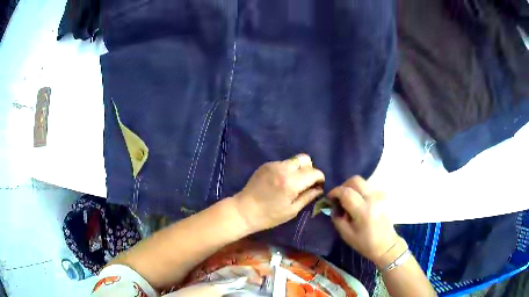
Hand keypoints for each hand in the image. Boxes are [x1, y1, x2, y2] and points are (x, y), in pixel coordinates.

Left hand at [233, 154, 324, 232]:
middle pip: (305, 159)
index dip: (320, 178)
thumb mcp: (292, 210)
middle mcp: (284, 168)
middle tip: (306, 182)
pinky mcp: (266, 164)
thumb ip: (308, 197)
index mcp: (292, 182)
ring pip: (294, 160)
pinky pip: (283, 163)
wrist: (244, 210)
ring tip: (292, 183)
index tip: (318, 186)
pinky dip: (286, 170)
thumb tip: (319, 189)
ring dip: (298, 169)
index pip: (314, 172)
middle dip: (310, 170)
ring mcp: (273, 164)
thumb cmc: (269, 215)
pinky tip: (280, 182)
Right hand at [329, 176, 400, 266]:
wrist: (387, 245)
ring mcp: (381, 196)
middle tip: (339, 196)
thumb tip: (334, 206)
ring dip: (353, 189)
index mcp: (363, 211)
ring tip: (349, 202)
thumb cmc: (365, 243)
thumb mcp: (346, 234)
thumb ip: (337, 218)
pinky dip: (361, 193)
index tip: (329, 198)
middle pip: (355, 180)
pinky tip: (360, 204)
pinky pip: (369, 188)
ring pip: (362, 183)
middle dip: (344, 185)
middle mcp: (373, 199)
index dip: (334, 192)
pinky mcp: (384, 196)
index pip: (346, 192)